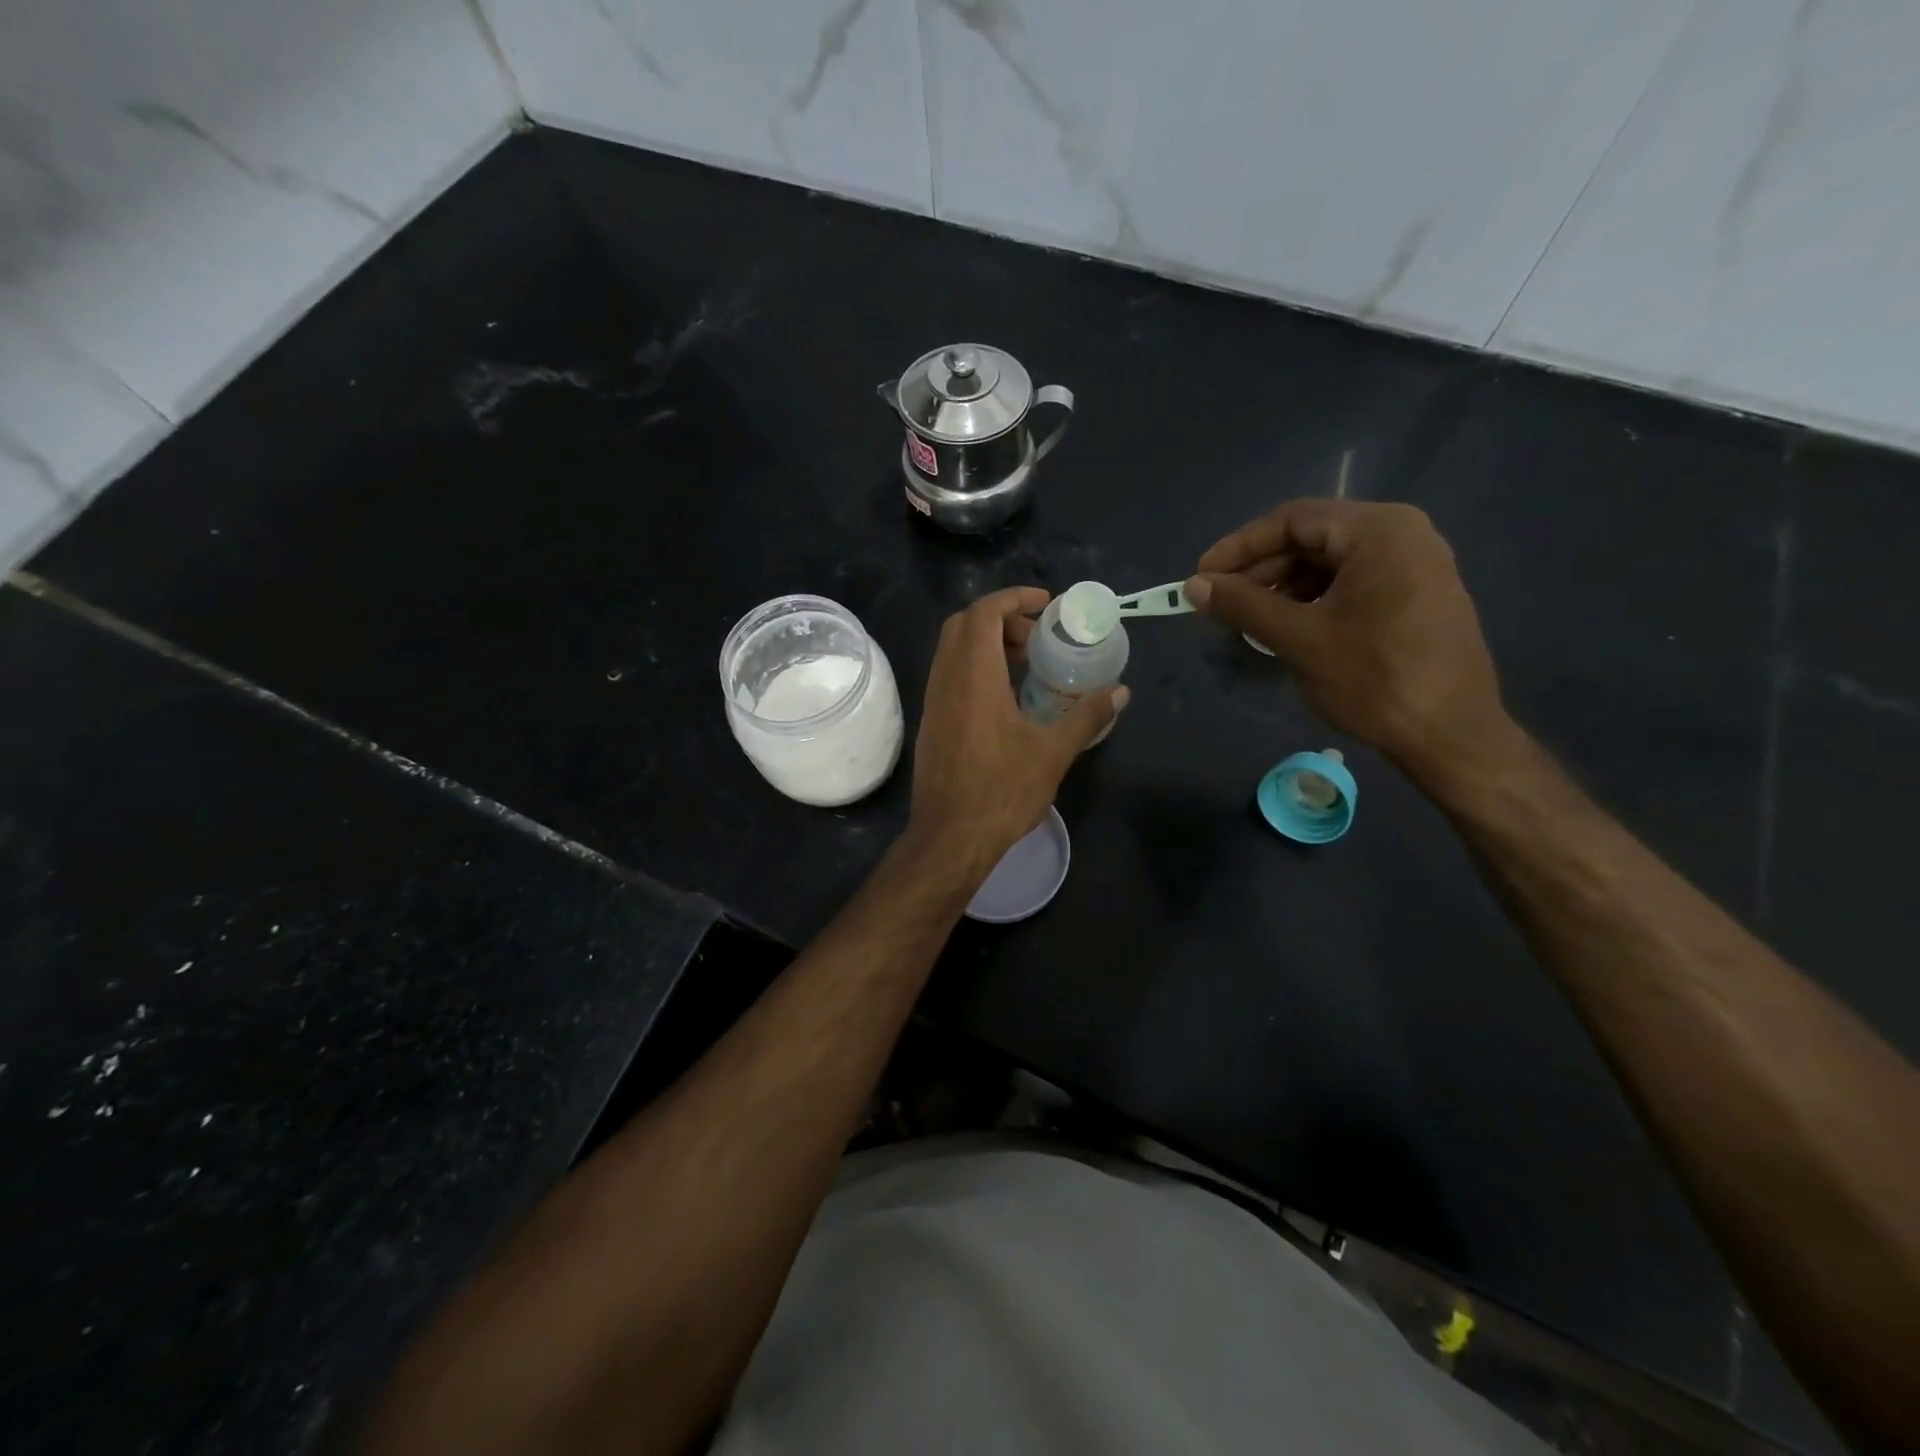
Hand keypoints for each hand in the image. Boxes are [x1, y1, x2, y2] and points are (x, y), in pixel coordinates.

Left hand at [909, 586, 1127, 872]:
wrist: (950, 838)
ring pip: (952, 650)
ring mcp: (933, 701)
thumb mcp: (1053, 754)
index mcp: (974, 677)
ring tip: (1025, 663)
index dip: (1014, 597)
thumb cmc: (1002, 792)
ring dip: (986, 643)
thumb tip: (1121, 692)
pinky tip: (1004, 697)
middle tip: (1037, 636)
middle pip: (964, 624)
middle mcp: (946, 680)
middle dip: (1001, 618)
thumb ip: (1087, 717)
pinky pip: (949, 674)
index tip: (1046, 604)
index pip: (983, 613)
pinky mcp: (931, 722)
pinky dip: (974, 666)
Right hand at [1186, 499, 1509, 781]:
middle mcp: (1402, 534)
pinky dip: (1313, 599)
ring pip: (1330, 563)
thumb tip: (1194, 586)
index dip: (1239, 547)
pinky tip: (1287, 627)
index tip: (1201, 577)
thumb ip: (1242, 605)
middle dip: (1260, 570)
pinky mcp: (1417, 595)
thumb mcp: (1299, 638)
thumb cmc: (1374, 678)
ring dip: (1282, 587)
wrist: (1451, 735)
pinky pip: (1352, 583)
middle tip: (1219, 603)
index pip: (1292, 520)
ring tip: (1247, 619)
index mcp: (1379, 530)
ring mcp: (1415, 565)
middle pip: (1312, 538)